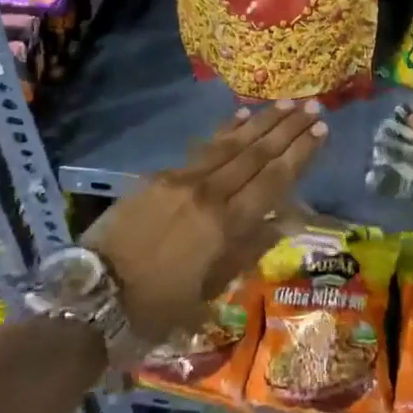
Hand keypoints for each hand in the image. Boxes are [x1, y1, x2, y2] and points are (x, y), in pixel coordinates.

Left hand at [87, 101, 325, 345]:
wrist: (91, 298)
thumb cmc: (156, 309)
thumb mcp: (209, 292)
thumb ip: (247, 251)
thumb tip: (284, 220)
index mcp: (224, 226)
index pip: (273, 180)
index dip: (300, 154)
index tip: (322, 130)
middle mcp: (208, 193)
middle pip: (256, 154)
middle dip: (288, 128)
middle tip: (313, 105)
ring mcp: (181, 180)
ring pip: (231, 144)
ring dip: (261, 122)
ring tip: (287, 102)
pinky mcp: (159, 176)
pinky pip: (201, 148)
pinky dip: (224, 131)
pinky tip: (240, 116)